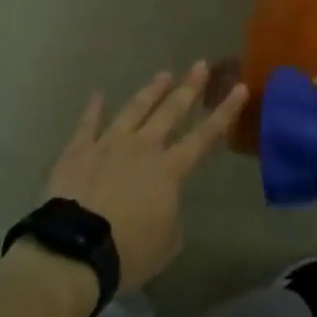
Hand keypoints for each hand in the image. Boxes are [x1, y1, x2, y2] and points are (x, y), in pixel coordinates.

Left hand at [43, 63, 246, 291]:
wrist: (76, 249)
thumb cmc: (129, 251)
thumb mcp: (167, 242)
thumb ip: (171, 215)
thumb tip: (164, 203)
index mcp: (169, 170)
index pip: (205, 136)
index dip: (225, 112)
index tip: (240, 88)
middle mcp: (142, 148)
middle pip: (170, 111)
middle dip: (189, 88)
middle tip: (200, 65)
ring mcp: (108, 144)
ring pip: (134, 110)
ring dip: (150, 92)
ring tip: (163, 75)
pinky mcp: (78, 151)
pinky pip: (87, 124)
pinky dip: (93, 110)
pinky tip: (98, 95)